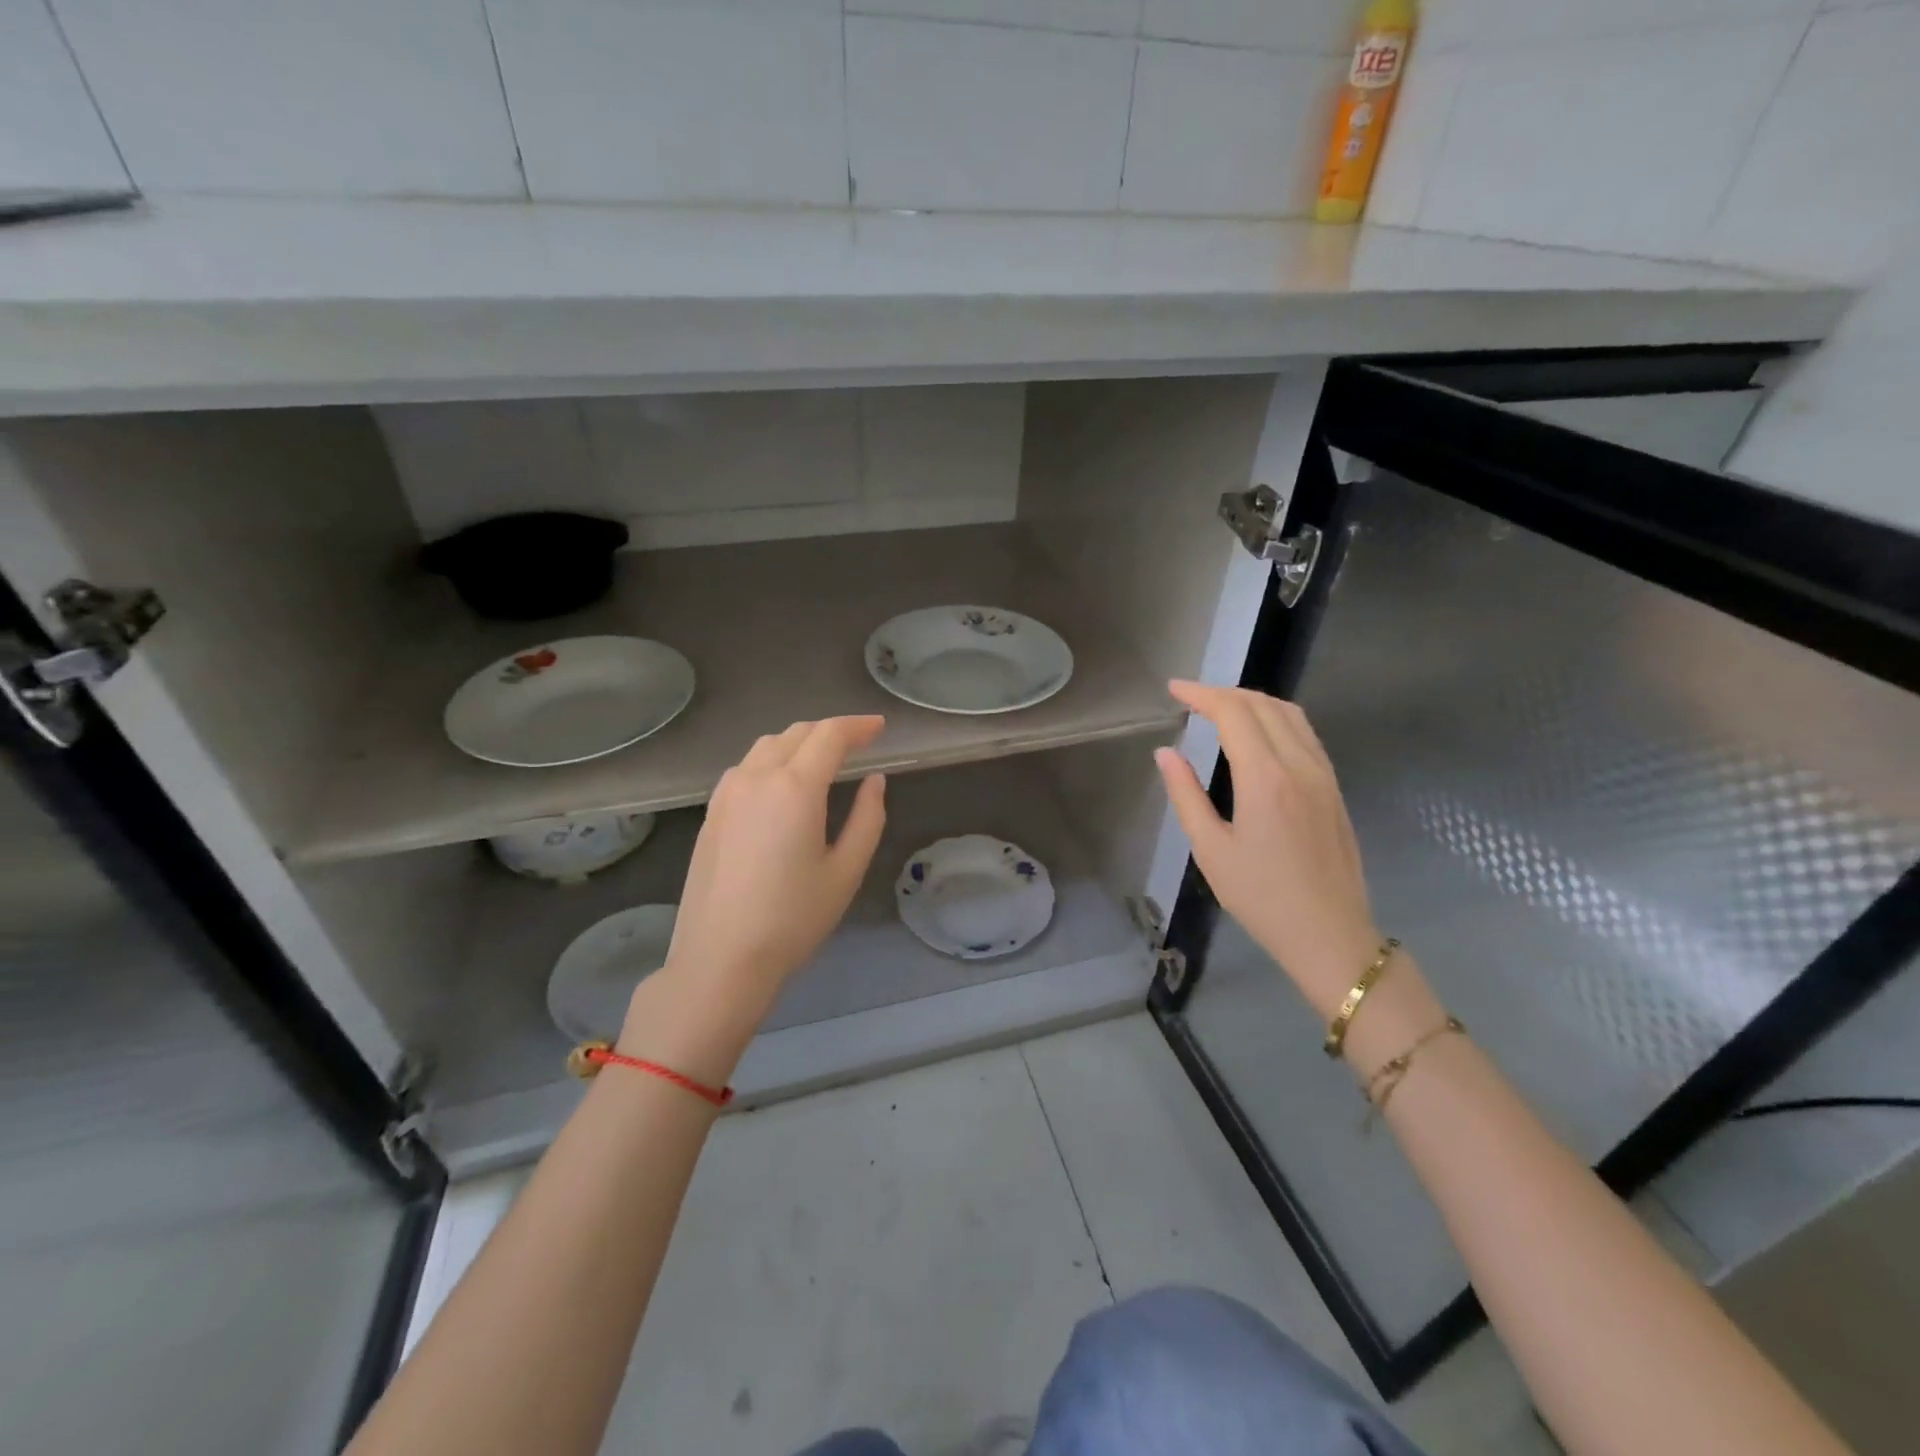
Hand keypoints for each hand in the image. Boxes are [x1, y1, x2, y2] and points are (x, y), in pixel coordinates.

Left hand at [659, 716, 888, 1020]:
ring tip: (823, 758)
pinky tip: (783, 783)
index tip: (880, 728)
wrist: (720, 959)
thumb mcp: (846, 871)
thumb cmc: (793, 919)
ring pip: (767, 746)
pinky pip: (746, 767)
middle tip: (859, 741)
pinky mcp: (711, 812)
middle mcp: (756, 777)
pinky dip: (772, 760)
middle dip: (831, 730)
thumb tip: (875, 781)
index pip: (830, 735)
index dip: (858, 726)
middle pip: (797, 733)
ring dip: (799, 741)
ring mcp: (727, 793)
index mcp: (795, 787)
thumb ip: (867, 818)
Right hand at [1155, 682, 1380, 1017]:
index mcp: (1266, 778)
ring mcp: (1323, 774)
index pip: (1233, 713)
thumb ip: (1186, 795)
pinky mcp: (1334, 787)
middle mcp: (1300, 765)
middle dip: (1224, 692)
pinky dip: (1276, 718)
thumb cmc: (1262, 898)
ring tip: (1220, 709)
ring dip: (1253, 701)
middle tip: (1191, 699)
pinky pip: (1305, 734)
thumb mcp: (1211, 850)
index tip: (1174, 689)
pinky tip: (1258, 734)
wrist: (1330, 935)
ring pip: (1290, 714)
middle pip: (1263, 704)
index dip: (1201, 694)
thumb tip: (1165, 753)